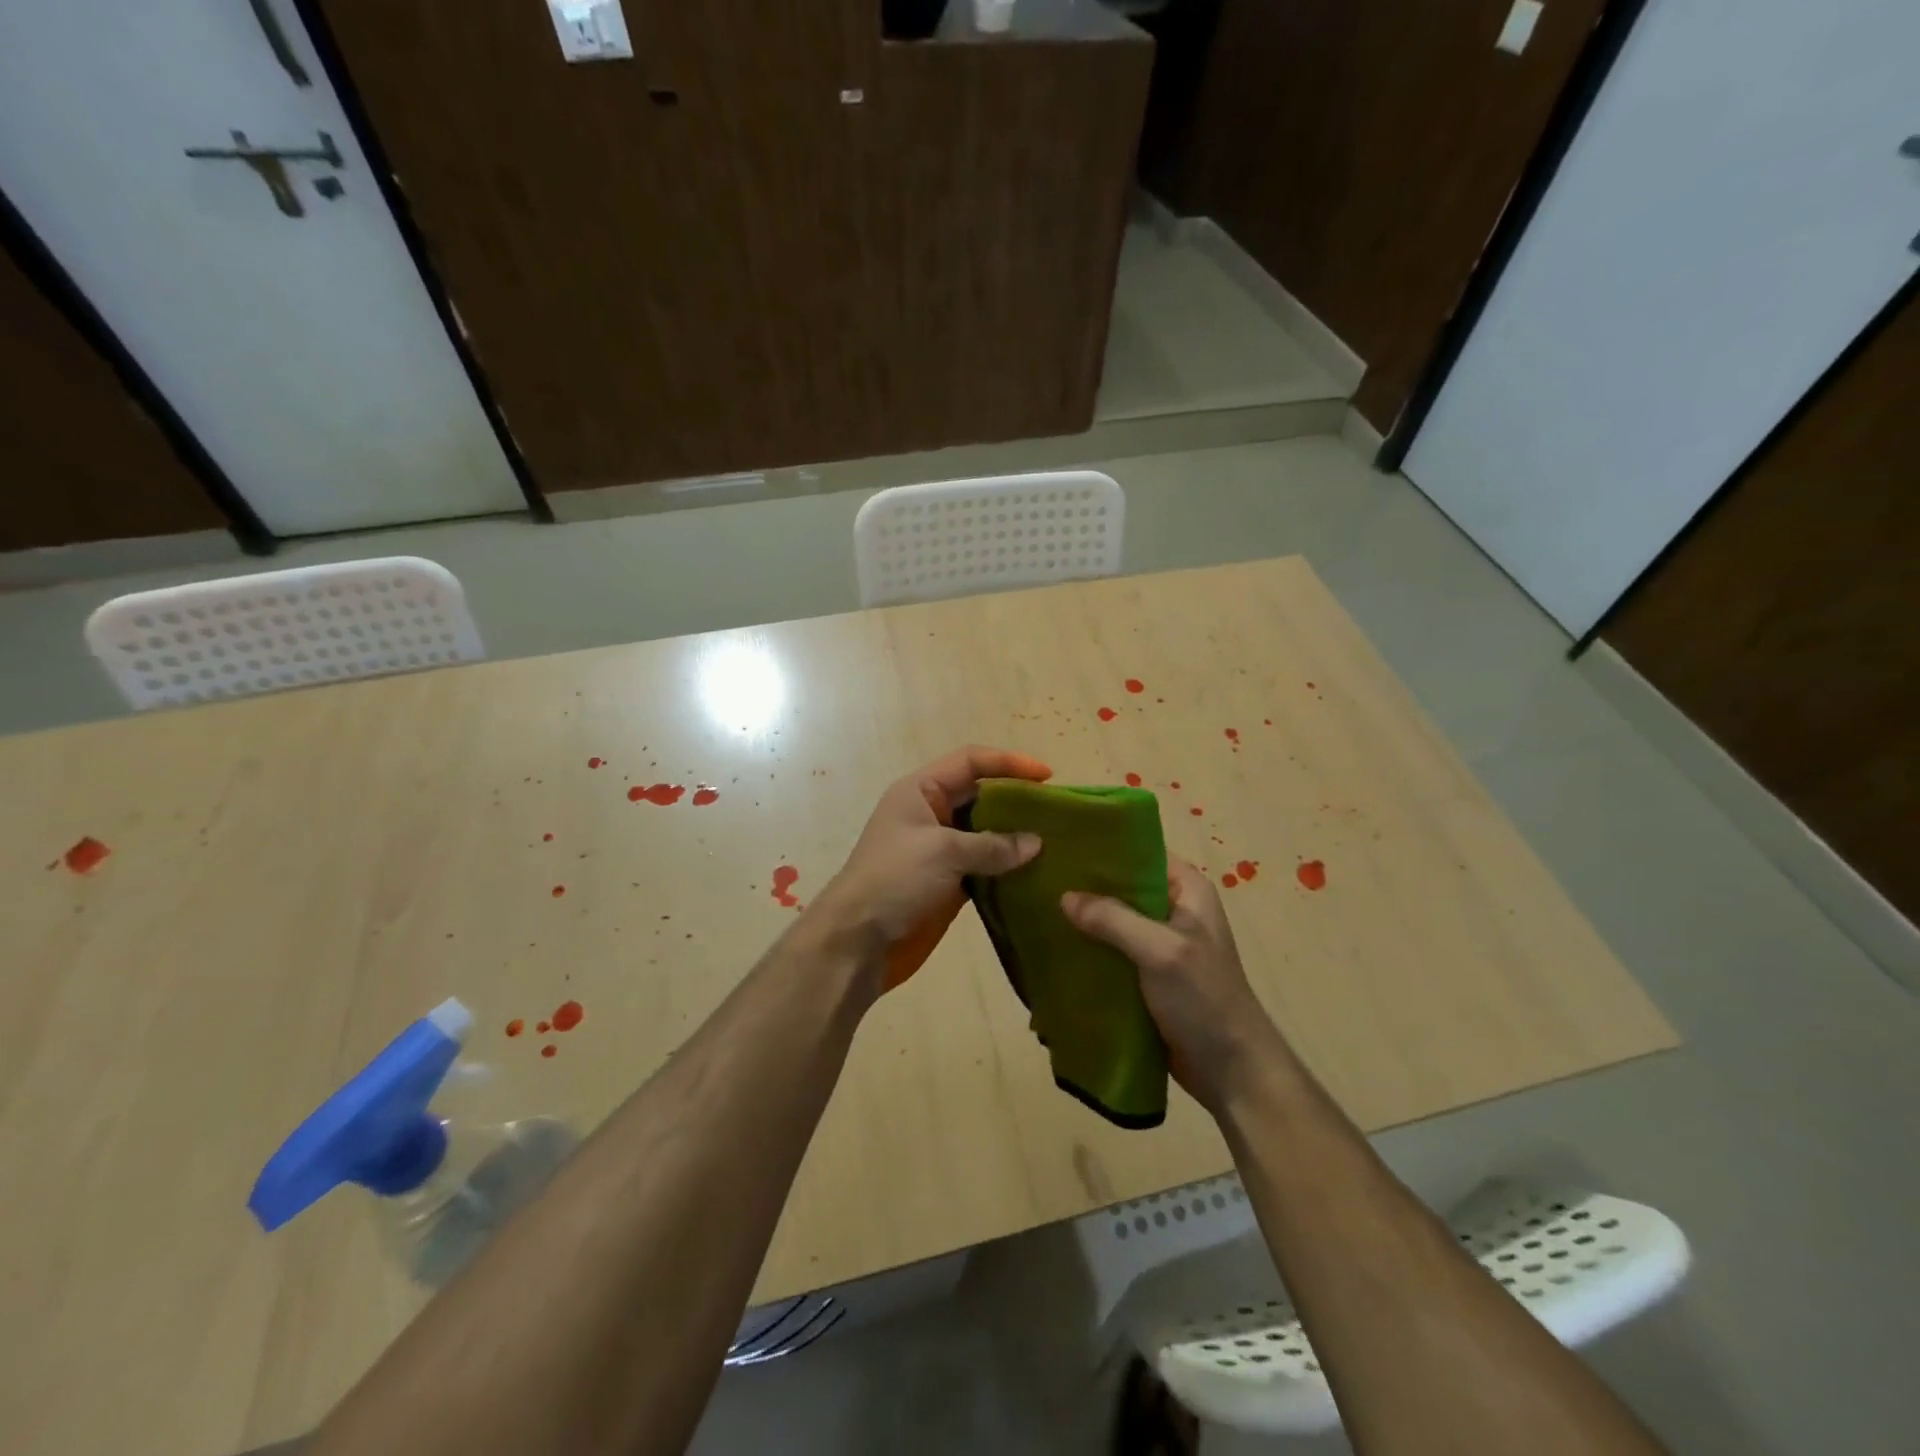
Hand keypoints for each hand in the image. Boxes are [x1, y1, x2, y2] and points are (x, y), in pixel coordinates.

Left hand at [810, 746, 1051, 993]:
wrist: (858, 940)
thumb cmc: (894, 879)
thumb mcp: (943, 852)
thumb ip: (992, 845)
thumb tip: (1036, 843)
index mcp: (921, 790)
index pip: (970, 761)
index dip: (1008, 762)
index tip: (1047, 776)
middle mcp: (931, 813)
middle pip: (981, 795)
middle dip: (1016, 800)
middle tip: (1056, 812)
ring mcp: (940, 850)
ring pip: (985, 832)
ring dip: (1015, 836)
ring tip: (1055, 841)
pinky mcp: (948, 882)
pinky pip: (984, 865)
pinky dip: (1007, 867)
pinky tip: (1035, 872)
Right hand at [1061, 858, 1284, 1114]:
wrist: (1230, 1070)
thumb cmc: (1204, 999)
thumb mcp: (1161, 951)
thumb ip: (1114, 919)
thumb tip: (1064, 896)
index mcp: (1187, 889)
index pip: (1139, 851)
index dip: (1102, 847)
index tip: (1059, 845)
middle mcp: (1172, 909)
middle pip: (1121, 886)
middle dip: (1084, 886)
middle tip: (1037, 879)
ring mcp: (1158, 943)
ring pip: (1111, 920)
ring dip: (1082, 921)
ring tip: (1035, 910)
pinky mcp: (1145, 974)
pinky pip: (1110, 952)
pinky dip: (1087, 951)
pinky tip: (1053, 949)